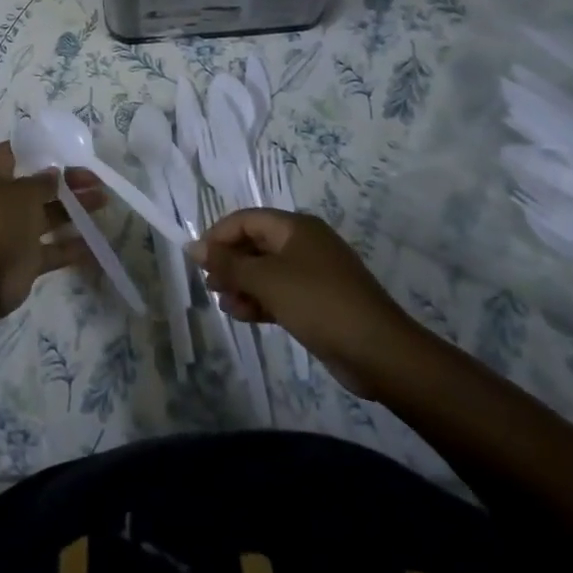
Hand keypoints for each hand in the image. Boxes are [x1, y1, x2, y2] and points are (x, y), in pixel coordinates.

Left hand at [0, 142, 104, 317]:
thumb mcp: (22, 195)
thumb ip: (41, 182)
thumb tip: (54, 172)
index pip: (10, 154)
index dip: (31, 147)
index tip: (58, 145)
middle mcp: (6, 203)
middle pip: (39, 186)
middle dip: (67, 181)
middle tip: (96, 179)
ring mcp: (17, 232)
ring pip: (50, 216)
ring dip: (75, 209)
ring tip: (103, 201)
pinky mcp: (28, 259)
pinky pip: (54, 250)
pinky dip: (73, 247)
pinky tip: (97, 242)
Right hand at [189, 210, 425, 398]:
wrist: (379, 353)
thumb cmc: (318, 303)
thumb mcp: (266, 280)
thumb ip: (228, 262)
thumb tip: (193, 246)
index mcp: (295, 228)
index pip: (245, 220)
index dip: (218, 236)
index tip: (198, 261)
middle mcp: (304, 244)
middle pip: (255, 244)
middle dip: (230, 264)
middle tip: (211, 285)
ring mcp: (314, 274)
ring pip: (266, 271)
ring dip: (243, 285)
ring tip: (226, 305)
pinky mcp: (319, 301)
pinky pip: (281, 292)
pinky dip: (261, 300)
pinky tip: (244, 316)